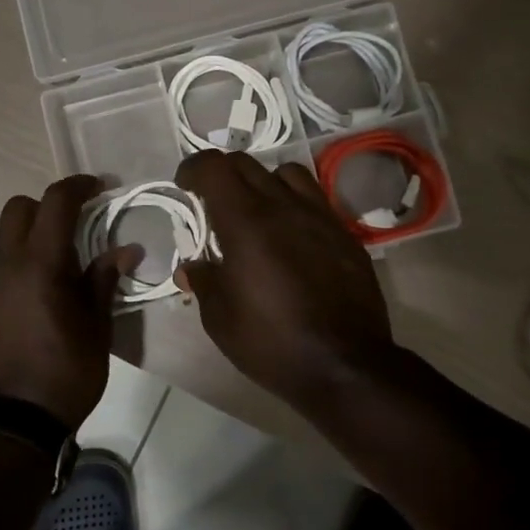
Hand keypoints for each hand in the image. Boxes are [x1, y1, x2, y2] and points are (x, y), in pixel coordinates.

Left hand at [0, 175, 140, 429]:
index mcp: (40, 264)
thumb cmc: (65, 374)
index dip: (79, 186)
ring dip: (32, 238)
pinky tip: (39, 299)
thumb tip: (126, 249)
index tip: (100, 188)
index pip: (55, 202)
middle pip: (18, 209)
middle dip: (48, 206)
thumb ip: (104, 280)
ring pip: (5, 239)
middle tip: (77, 226)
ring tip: (61, 269)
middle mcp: (5, 265)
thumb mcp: (96, 328)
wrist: (11, 425)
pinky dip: (20, 267)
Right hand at [175, 151, 399, 415]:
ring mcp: (320, 217)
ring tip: (256, 211)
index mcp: (246, 222)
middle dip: (222, 174)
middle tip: (212, 201)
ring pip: (287, 173)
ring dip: (263, 182)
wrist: (345, 365)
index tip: (184, 185)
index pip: (214, 167)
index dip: (193, 168)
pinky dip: (294, 204)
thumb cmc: (272, 342)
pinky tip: (290, 235)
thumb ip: (203, 281)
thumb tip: (191, 267)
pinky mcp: (344, 234)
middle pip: (247, 164)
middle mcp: (284, 207)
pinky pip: (315, 200)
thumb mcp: (220, 318)